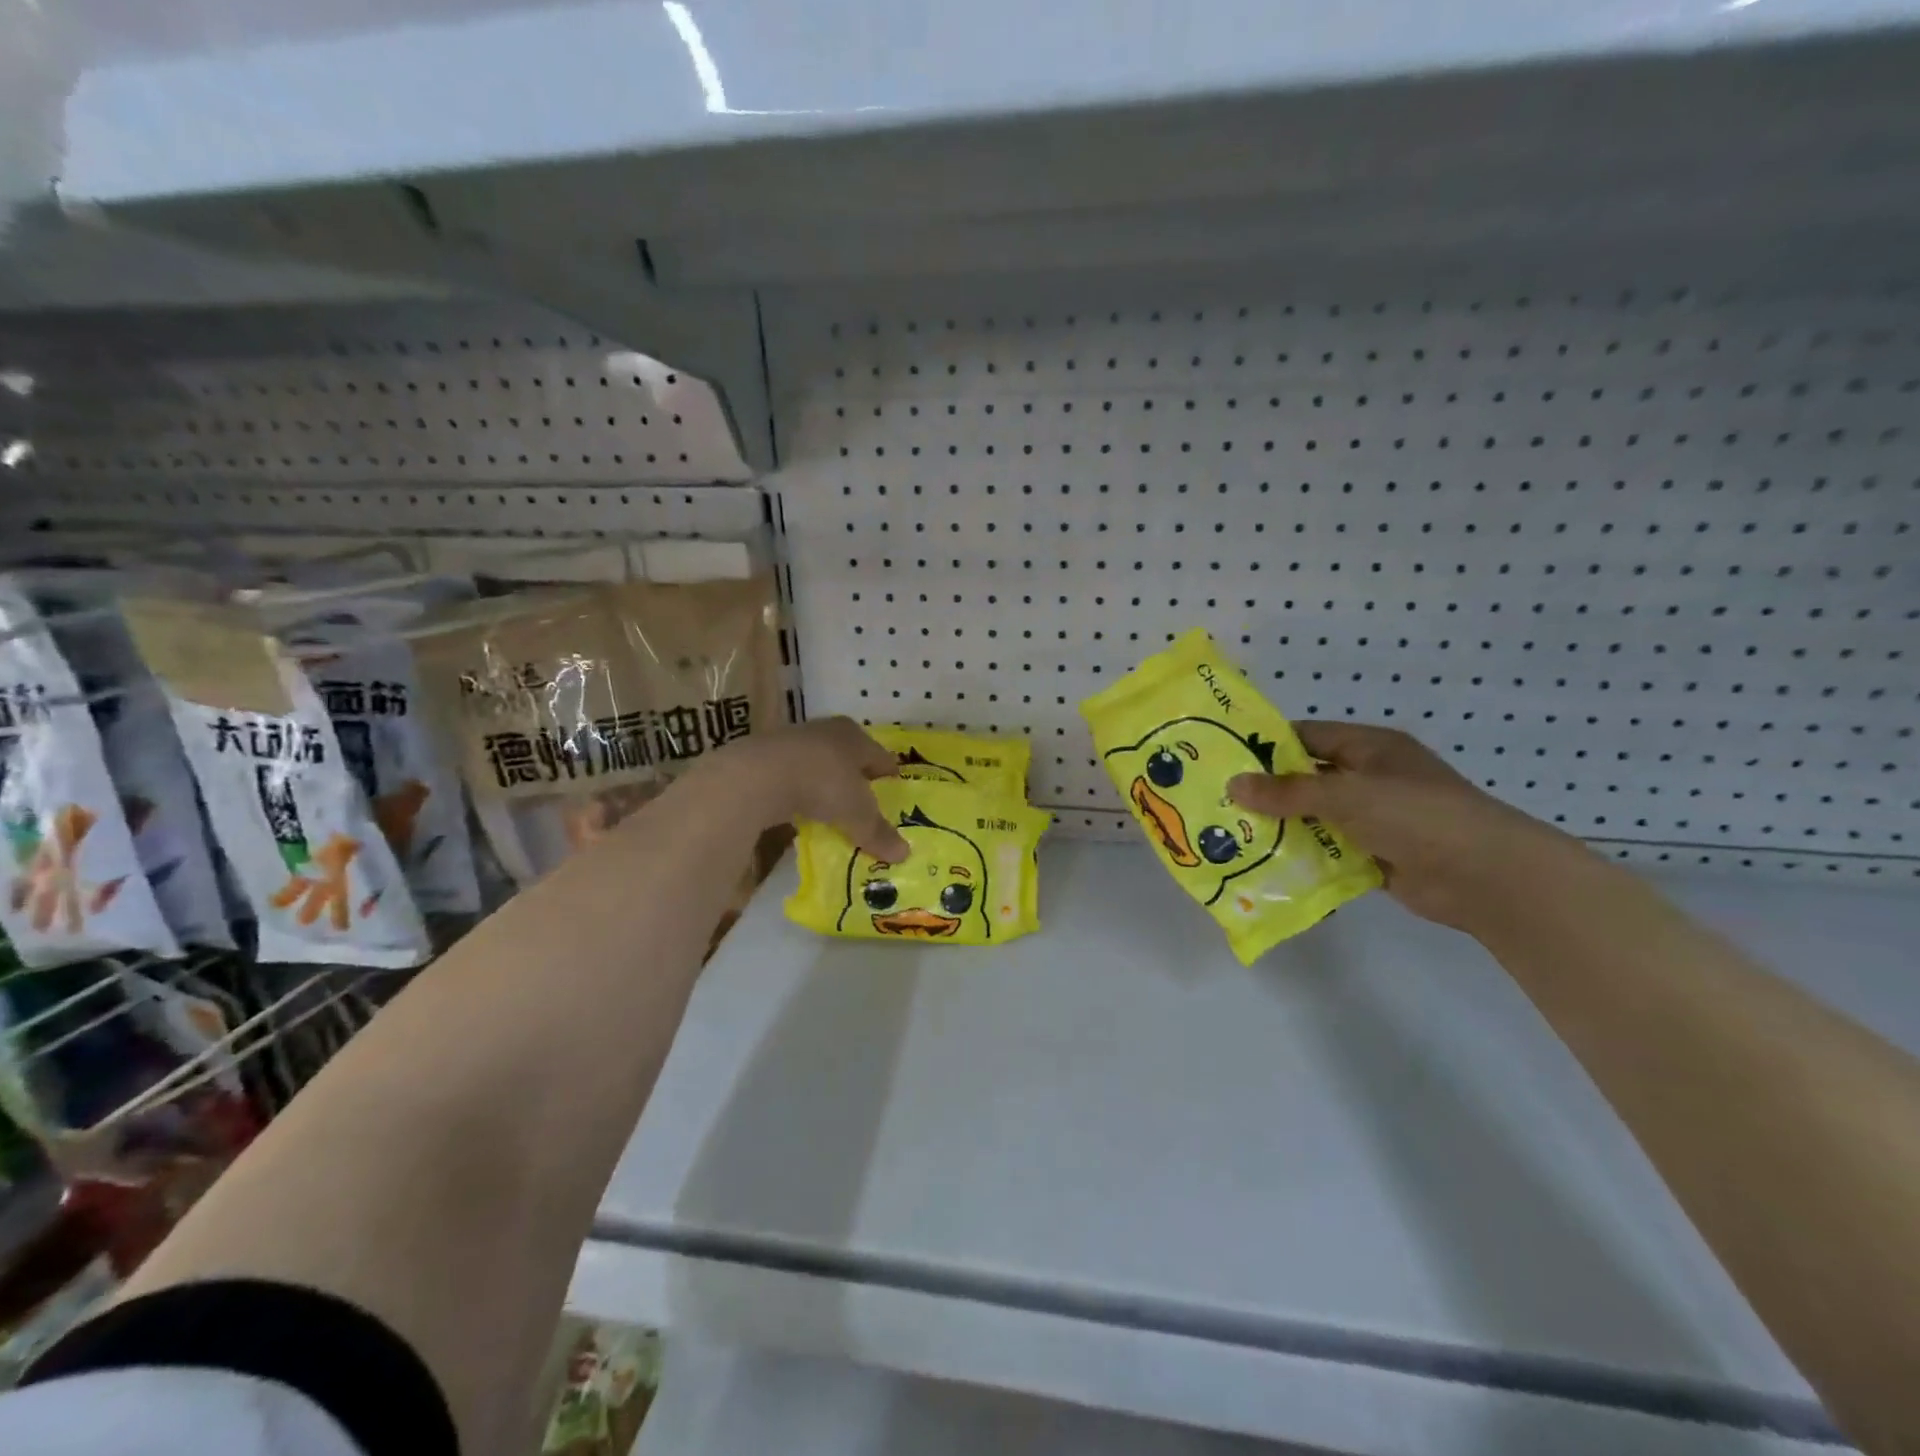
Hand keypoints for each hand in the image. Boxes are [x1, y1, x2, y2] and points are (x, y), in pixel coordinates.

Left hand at [733, 717, 909, 861]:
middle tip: (865, 805)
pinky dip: (800, 792)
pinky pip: (793, 776)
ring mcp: (793, 741)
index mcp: (855, 736)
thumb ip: (878, 832)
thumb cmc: (822, 783)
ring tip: (832, 810)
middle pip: (850, 757)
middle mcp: (827, 731)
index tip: (895, 796)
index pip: (882, 757)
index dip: (890, 777)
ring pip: (819, 765)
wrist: (758, 775)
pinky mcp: (766, 757)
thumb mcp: (857, 814)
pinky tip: (800, 810)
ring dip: (826, 785)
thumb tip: (904, 854)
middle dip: (857, 779)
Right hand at [1227, 722, 1581, 932]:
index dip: (1265, 746)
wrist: (1485, 875)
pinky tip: (1266, 865)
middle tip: (1218, 802)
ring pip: (1314, 817)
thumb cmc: (1416, 815)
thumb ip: (1288, 791)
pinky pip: (1328, 850)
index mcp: (1367, 748)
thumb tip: (1233, 784)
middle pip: (1306, 779)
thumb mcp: (1347, 794)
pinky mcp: (1375, 853)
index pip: (1305, 737)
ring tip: (1231, 835)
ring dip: (1281, 827)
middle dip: (1266, 791)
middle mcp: (1368, 778)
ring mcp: (1373, 817)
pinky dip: (1303, 856)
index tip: (1223, 759)